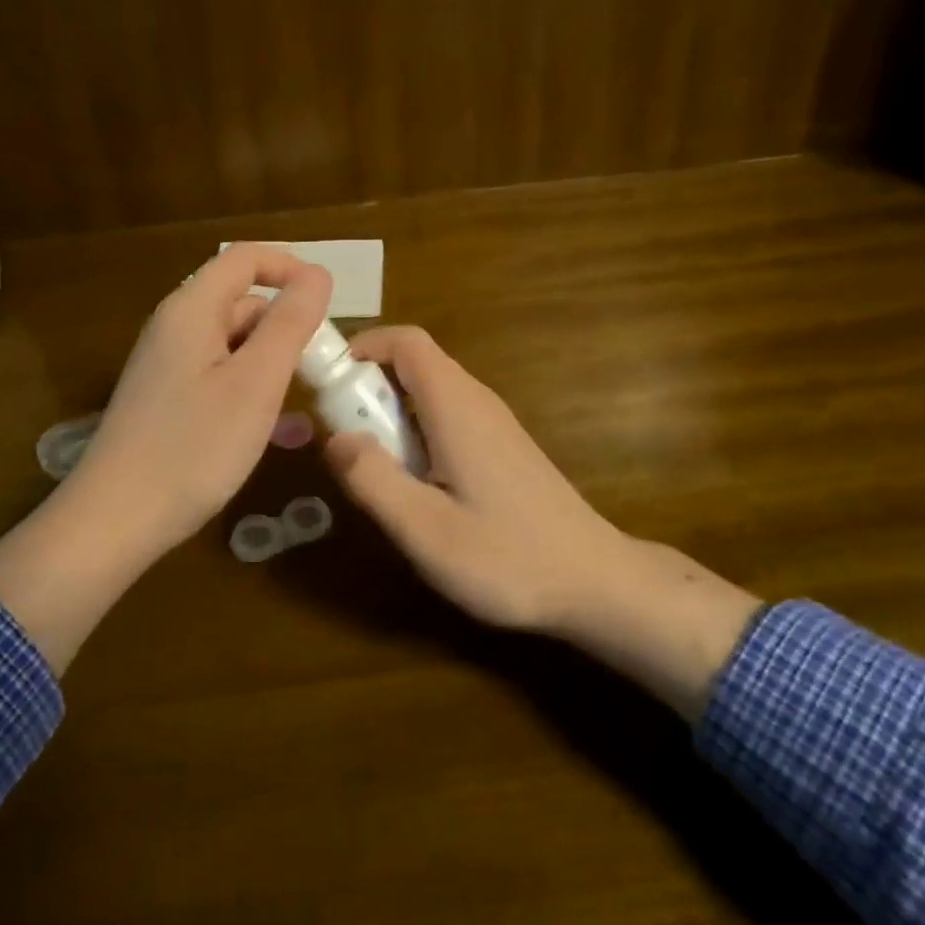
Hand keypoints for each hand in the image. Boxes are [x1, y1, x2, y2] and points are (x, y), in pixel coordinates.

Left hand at [0, 244, 329, 673]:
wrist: (115, 521)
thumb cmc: (193, 447)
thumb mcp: (256, 383)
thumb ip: (290, 324)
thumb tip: (318, 274)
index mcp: (192, 310)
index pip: (244, 258)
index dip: (289, 267)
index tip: (328, 301)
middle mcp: (175, 328)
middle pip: (241, 302)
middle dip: (286, 325)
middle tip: (323, 368)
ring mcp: (167, 366)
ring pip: (234, 344)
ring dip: (273, 363)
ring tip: (305, 403)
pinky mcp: (166, 400)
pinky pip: (219, 377)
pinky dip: (251, 391)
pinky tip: (277, 431)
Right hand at [324, 325, 762, 718]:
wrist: (596, 582)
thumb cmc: (509, 557)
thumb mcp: (425, 529)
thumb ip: (373, 479)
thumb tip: (334, 437)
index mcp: (456, 406)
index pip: (406, 341)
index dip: (363, 348)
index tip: (328, 384)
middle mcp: (477, 401)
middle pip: (414, 364)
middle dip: (368, 388)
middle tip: (344, 439)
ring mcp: (494, 423)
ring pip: (429, 392)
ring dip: (391, 414)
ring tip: (376, 468)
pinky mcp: (502, 446)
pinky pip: (447, 417)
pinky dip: (416, 432)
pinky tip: (418, 486)